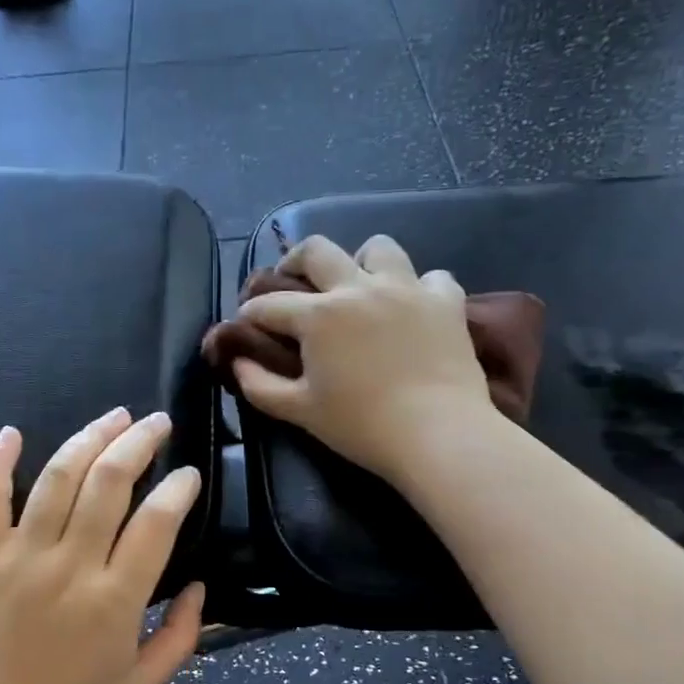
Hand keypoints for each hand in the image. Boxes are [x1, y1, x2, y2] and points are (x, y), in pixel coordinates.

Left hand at [0, 408, 205, 683]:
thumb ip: (183, 635)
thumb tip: (200, 585)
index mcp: (115, 599)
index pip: (157, 520)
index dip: (180, 487)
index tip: (189, 474)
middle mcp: (69, 565)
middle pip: (109, 481)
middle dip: (140, 442)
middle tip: (157, 423)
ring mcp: (19, 556)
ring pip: (57, 477)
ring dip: (89, 437)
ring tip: (115, 417)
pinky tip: (13, 432)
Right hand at [233, 234, 493, 483]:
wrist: (438, 434)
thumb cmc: (362, 426)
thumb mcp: (300, 412)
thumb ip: (260, 386)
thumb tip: (238, 364)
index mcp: (318, 315)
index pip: (270, 304)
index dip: (250, 311)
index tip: (246, 321)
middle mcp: (358, 288)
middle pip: (317, 250)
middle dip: (294, 261)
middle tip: (292, 281)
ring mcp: (406, 289)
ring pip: (378, 248)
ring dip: (361, 262)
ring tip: (359, 285)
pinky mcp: (445, 302)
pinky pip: (431, 277)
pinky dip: (418, 288)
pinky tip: (412, 308)